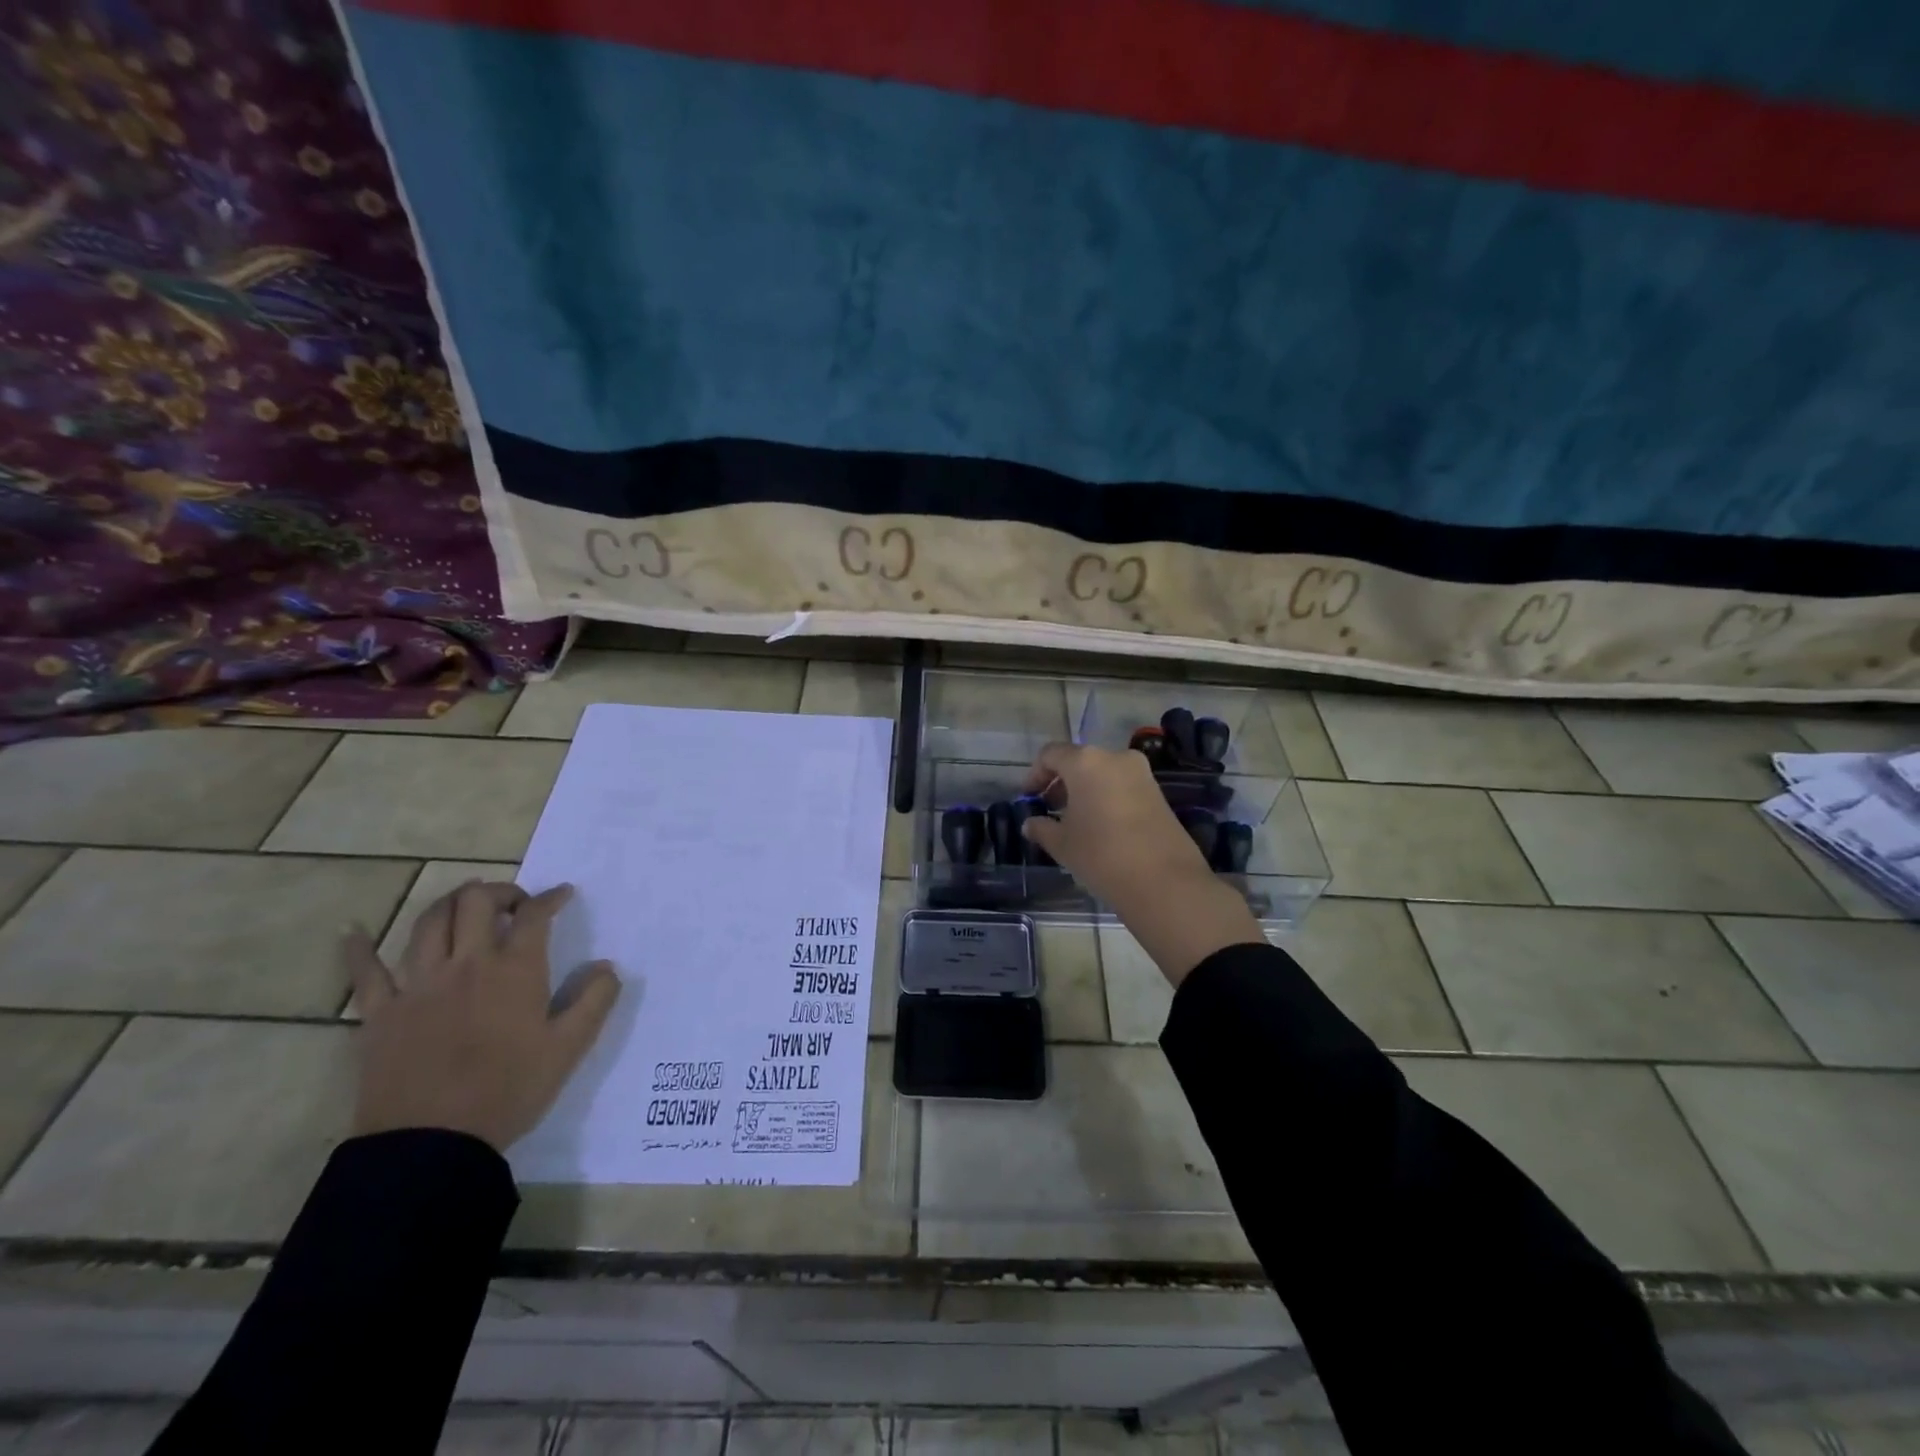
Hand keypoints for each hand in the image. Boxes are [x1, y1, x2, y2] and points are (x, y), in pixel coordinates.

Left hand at [342, 881, 621, 1152]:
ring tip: (464, 904)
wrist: (432, 1144)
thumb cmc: (508, 1091)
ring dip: (450, 903)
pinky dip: (357, 946)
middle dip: (500, 891)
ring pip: (429, 922)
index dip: (551, 898)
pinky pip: (364, 971)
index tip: (562, 895)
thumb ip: (595, 1001)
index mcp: (515, 970)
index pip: (535, 916)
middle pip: (477, 902)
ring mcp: (419, 984)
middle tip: (514, 903)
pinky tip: (352, 929)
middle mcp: (467, 964)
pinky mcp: (381, 1012)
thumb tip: (607, 966)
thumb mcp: (569, 1048)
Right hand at [1021, 742, 1264, 984]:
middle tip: (1049, 809)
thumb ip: (1042, 828)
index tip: (1029, 798)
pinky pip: (1122, 786)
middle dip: (1061, 782)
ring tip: (1074, 821)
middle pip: (1079, 761)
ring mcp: (1141, 773)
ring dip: (1084, 790)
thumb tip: (1031, 824)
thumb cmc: (1101, 855)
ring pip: (1102, 773)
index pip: (1051, 754)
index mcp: (1085, 761)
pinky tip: (1100, 826)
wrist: (1164, 881)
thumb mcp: (1062, 844)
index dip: (1035, 774)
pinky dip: (1106, 797)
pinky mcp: (1158, 792)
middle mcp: (1115, 758)